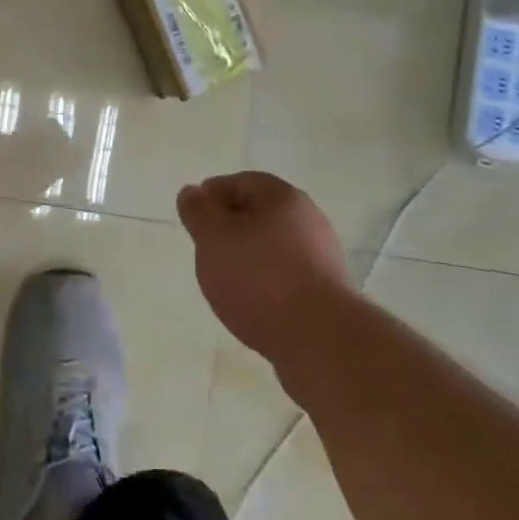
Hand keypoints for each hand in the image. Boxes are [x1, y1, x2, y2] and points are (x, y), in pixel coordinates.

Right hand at [176, 171, 353, 364]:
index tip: (193, 214)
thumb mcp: (213, 237)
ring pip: (274, 245)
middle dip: (230, 225)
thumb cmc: (260, 277)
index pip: (243, 181)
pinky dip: (265, 280)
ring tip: (223, 278)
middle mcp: (308, 220)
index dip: (213, 193)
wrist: (320, 338)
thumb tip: (192, 192)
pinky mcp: (326, 292)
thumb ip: (198, 212)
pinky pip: (286, 274)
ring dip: (248, 255)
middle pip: (261, 213)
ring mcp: (322, 257)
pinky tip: (250, 301)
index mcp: (283, 197)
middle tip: (204, 245)